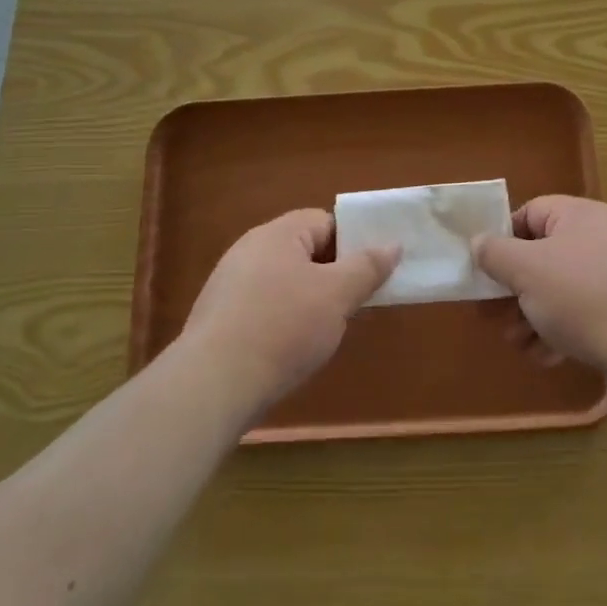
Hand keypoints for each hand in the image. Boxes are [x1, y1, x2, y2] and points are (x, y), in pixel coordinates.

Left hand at [182, 209, 397, 413]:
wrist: (214, 383)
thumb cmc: (283, 327)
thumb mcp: (337, 295)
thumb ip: (367, 267)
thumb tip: (392, 244)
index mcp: (278, 233)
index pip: (326, 222)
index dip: (353, 243)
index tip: (371, 273)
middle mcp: (249, 249)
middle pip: (304, 251)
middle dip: (332, 275)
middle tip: (354, 303)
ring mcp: (230, 283)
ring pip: (285, 281)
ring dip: (308, 300)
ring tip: (325, 331)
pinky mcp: (219, 317)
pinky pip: (263, 306)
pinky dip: (282, 320)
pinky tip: (290, 348)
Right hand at [474, 196, 606, 377]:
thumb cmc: (581, 296)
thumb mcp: (525, 270)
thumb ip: (495, 253)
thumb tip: (479, 242)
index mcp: (578, 215)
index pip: (530, 213)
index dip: (502, 238)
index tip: (485, 268)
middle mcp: (600, 238)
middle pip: (543, 256)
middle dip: (514, 289)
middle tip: (491, 314)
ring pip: (560, 290)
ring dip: (532, 316)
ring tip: (517, 343)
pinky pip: (584, 314)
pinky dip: (561, 332)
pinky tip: (547, 357)